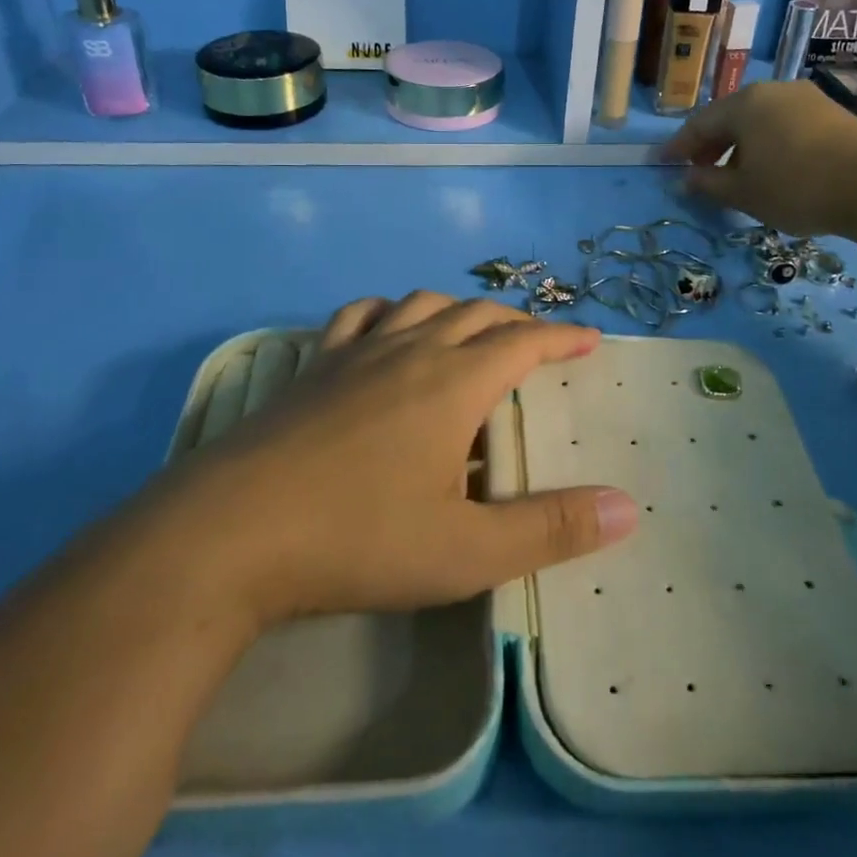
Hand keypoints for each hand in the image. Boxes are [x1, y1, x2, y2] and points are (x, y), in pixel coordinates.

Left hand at [164, 293, 637, 627]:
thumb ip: (550, 529)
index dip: (561, 338)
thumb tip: (628, 508)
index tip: (588, 340)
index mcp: (453, 383)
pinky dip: (389, 312)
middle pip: (474, 314)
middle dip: (515, 322)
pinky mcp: (312, 368)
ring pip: (418, 305)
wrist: (228, 533)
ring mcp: (354, 354)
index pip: (522, 343)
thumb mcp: (466, 551)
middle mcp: (408, 351)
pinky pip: (359, 317)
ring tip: (470, 331)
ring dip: (456, 309)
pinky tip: (386, 331)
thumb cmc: (357, 540)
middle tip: (538, 343)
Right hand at [660, 80, 856, 235]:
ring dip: (740, 146)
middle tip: (699, 171)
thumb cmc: (796, 187)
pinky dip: (768, 144)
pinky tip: (772, 168)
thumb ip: (708, 183)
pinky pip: (785, 125)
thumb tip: (685, 179)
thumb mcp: (742, 192)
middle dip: (711, 145)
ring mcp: (806, 99)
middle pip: (730, 117)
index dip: (678, 147)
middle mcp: (774, 91)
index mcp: (745, 104)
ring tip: (736, 174)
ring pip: (759, 121)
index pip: (699, 124)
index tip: (663, 163)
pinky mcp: (832, 113)